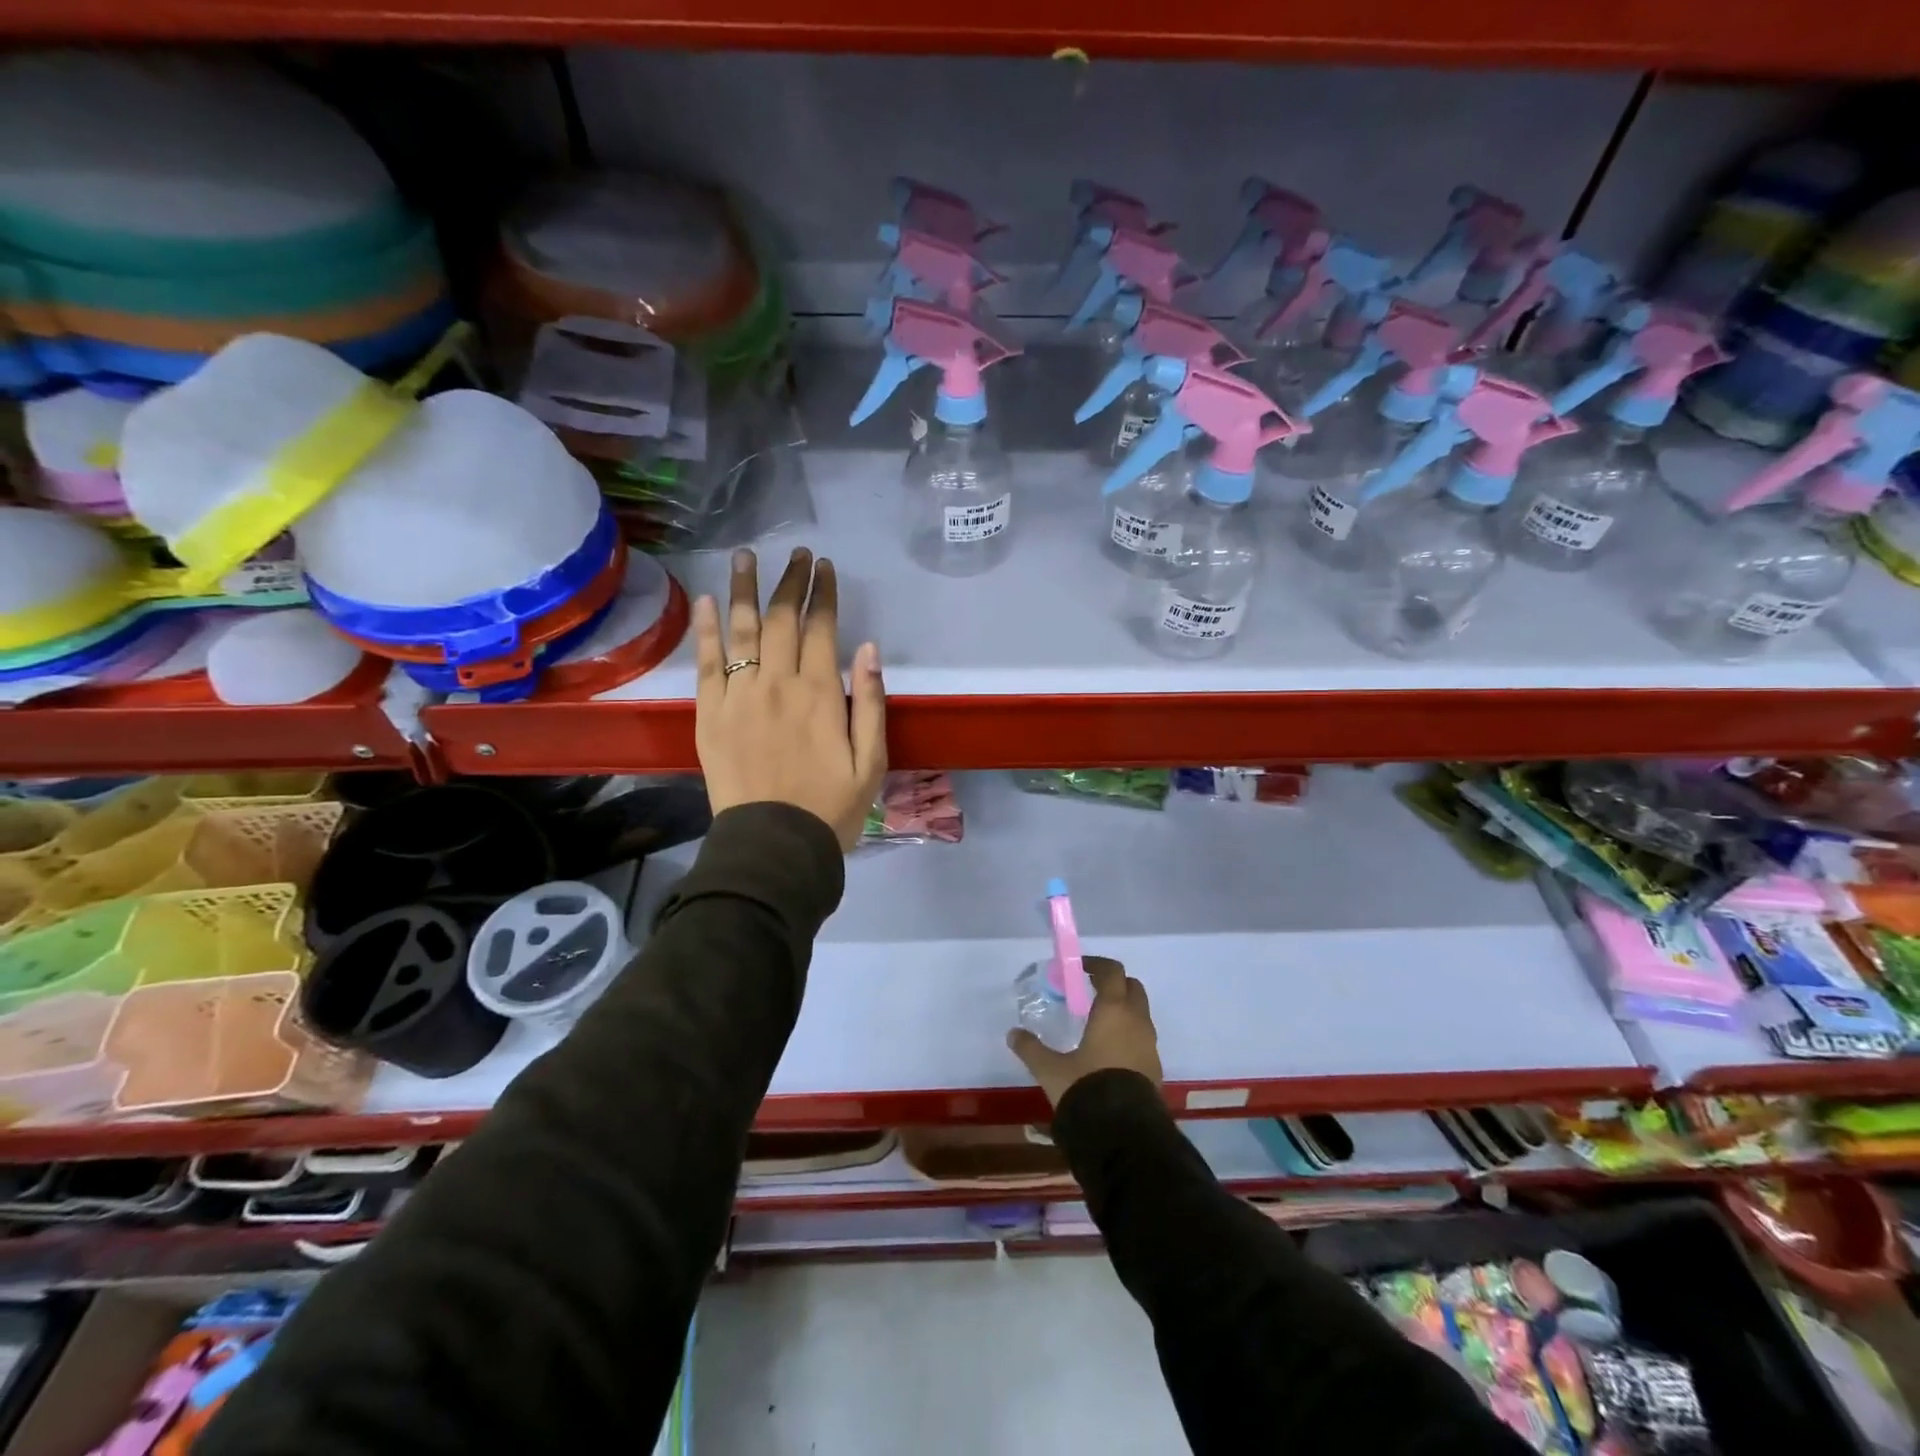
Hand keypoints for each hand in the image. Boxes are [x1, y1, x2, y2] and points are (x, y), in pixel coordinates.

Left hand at [692, 547, 886, 850]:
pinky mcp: (709, 714)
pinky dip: (707, 629)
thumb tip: (868, 648)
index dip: (823, 593)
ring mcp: (738, 696)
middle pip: (781, 619)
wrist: (774, 845)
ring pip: (742, 630)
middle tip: (797, 553)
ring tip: (746, 555)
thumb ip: (871, 702)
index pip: (821, 628)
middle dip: (791, 581)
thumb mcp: (872, 762)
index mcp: (820, 694)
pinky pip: (706, 662)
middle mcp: (777, 684)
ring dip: (746, 588)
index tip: (825, 566)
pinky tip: (710, 601)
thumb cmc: (831, 807)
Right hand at [1006, 957, 1161, 1107]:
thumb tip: (1013, 1034)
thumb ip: (1032, 1049)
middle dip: (1114, 984)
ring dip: (1123, 1010)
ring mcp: (1150, 1045)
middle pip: (1132, 987)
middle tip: (1091, 990)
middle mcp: (1137, 1021)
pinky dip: (1129, 1034)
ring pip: (1140, 1013)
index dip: (1097, 965)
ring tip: (1098, 1022)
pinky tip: (1109, 1052)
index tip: (1080, 968)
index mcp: (1113, 1010)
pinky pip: (1143, 1038)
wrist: (1124, 1133)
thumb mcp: (1051, 1070)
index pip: (1112, 972)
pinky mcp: (1155, 1067)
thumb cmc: (1086, 1088)